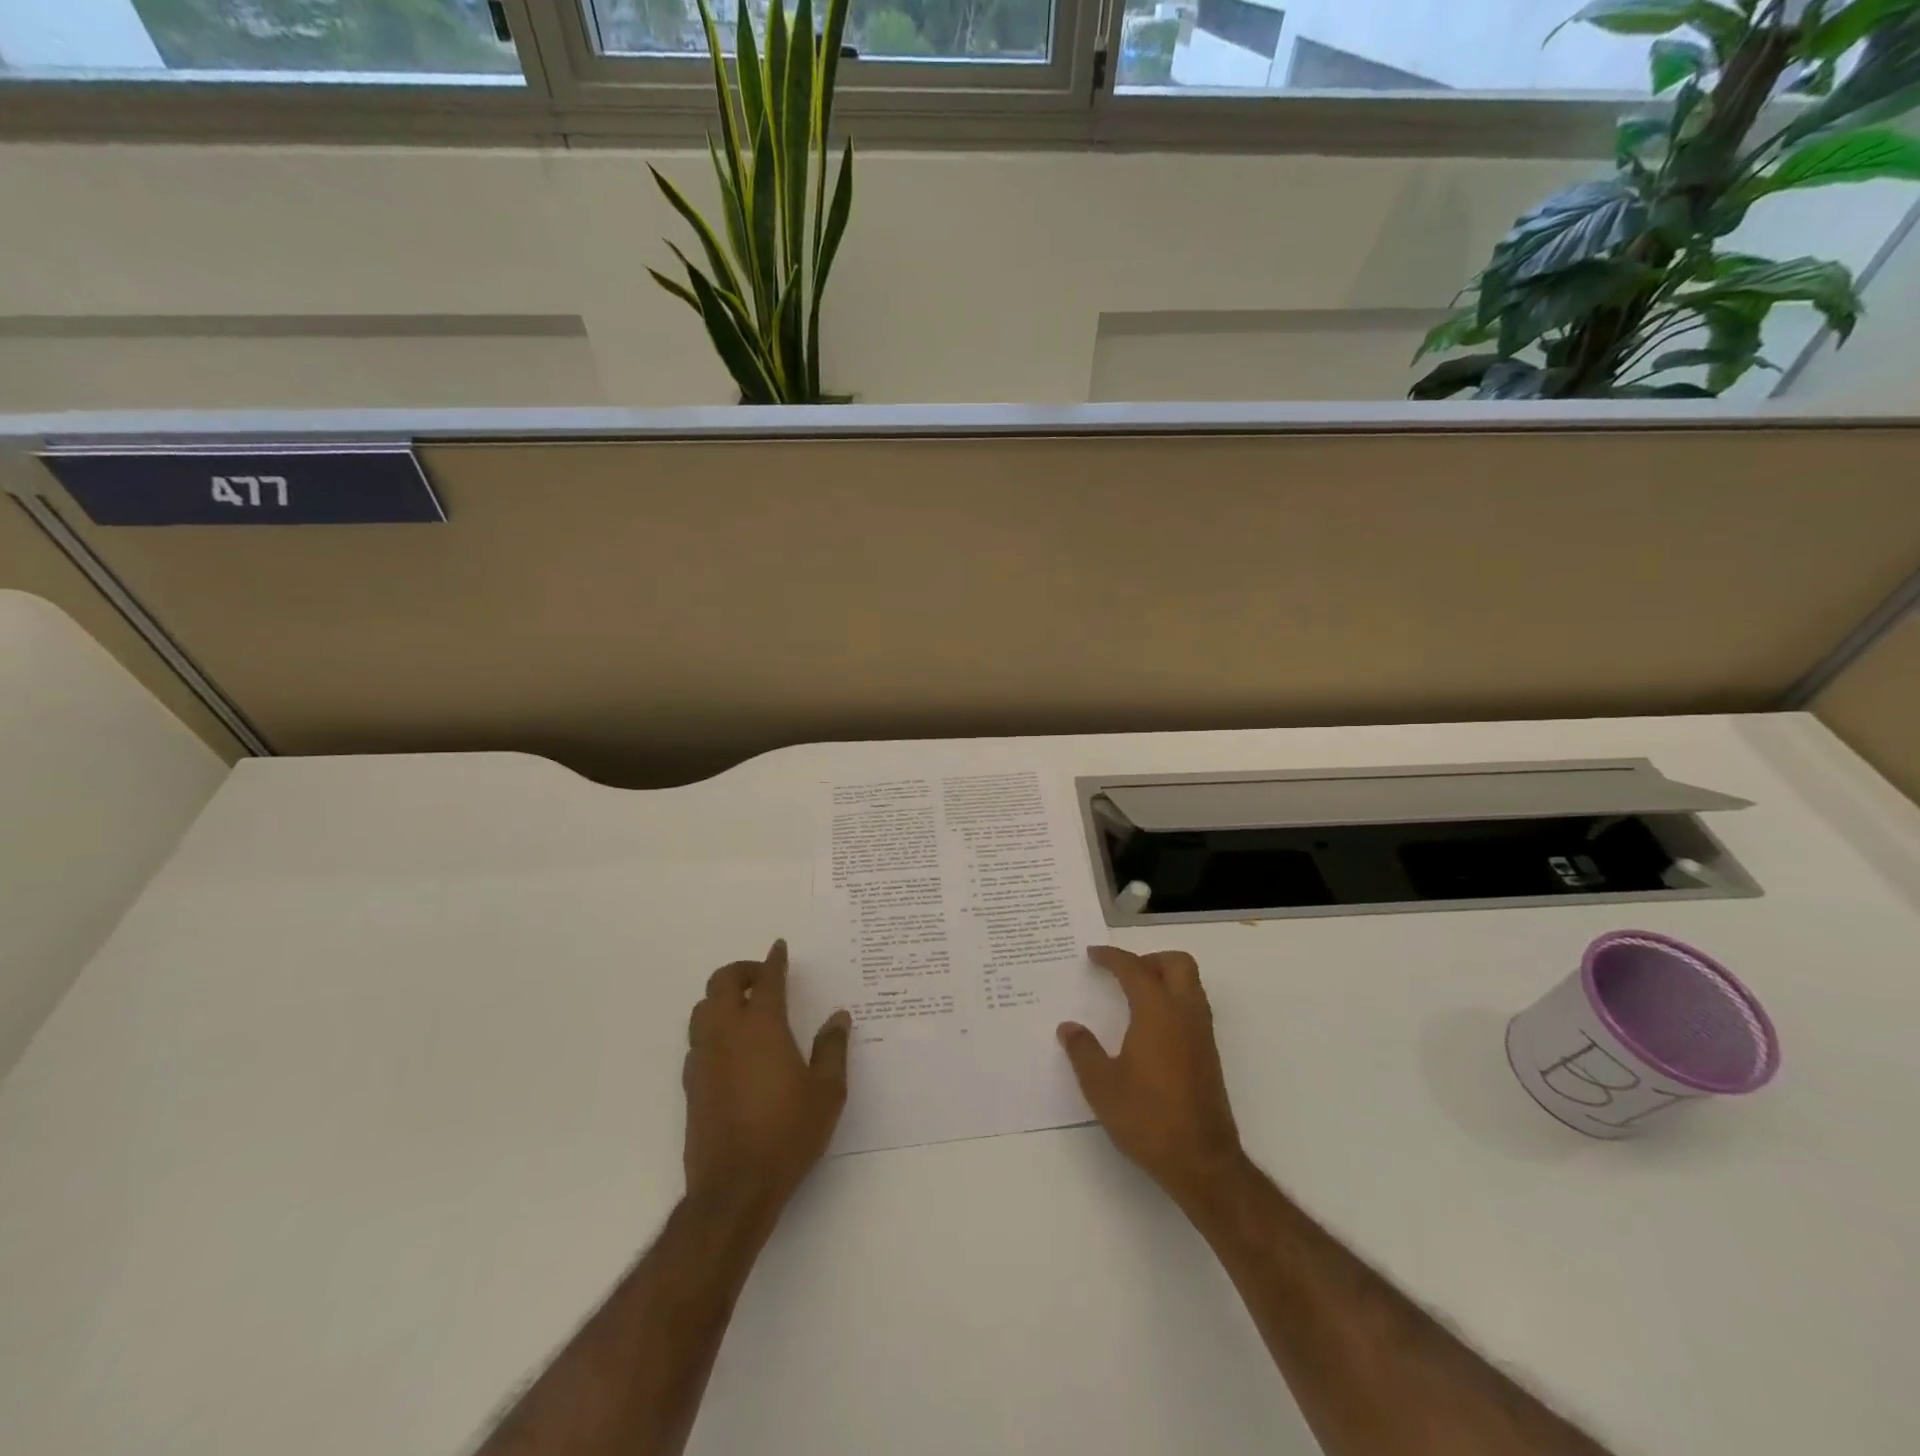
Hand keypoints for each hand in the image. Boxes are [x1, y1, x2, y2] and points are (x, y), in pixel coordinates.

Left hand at [683, 940, 850, 1217]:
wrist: (734, 1188)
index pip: (767, 979)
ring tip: (745, 1006)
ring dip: (722, 997)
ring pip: (702, 1008)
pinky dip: (712, 1027)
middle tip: (763, 976)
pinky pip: (697, 1038)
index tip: (779, 947)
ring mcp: (703, 1058)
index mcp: (762, 1027)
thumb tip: (838, 1017)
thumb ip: (832, 1049)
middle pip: (722, 982)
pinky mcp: (691, 1084)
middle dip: (742, 970)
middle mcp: (727, 1033)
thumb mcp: (827, 1092)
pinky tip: (731, 1047)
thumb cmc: (788, 1134)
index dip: (774, 959)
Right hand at [1058, 946, 1245, 1210]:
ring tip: (1133, 997)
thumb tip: (1069, 1028)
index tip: (1092, 955)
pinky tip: (1150, 1028)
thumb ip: (1083, 1050)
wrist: (1202, 1161)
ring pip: (1190, 984)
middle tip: (1122, 974)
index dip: (1112, 957)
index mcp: (1157, 1011)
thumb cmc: (1147, 1118)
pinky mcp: (1209, 1055)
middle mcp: (1185, 1013)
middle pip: (1177, 963)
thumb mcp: (1101, 1085)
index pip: (1135, 968)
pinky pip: (1193, 1008)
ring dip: (1164, 979)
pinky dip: (1172, 1001)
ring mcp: (1202, 1034)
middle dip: (1148, 959)